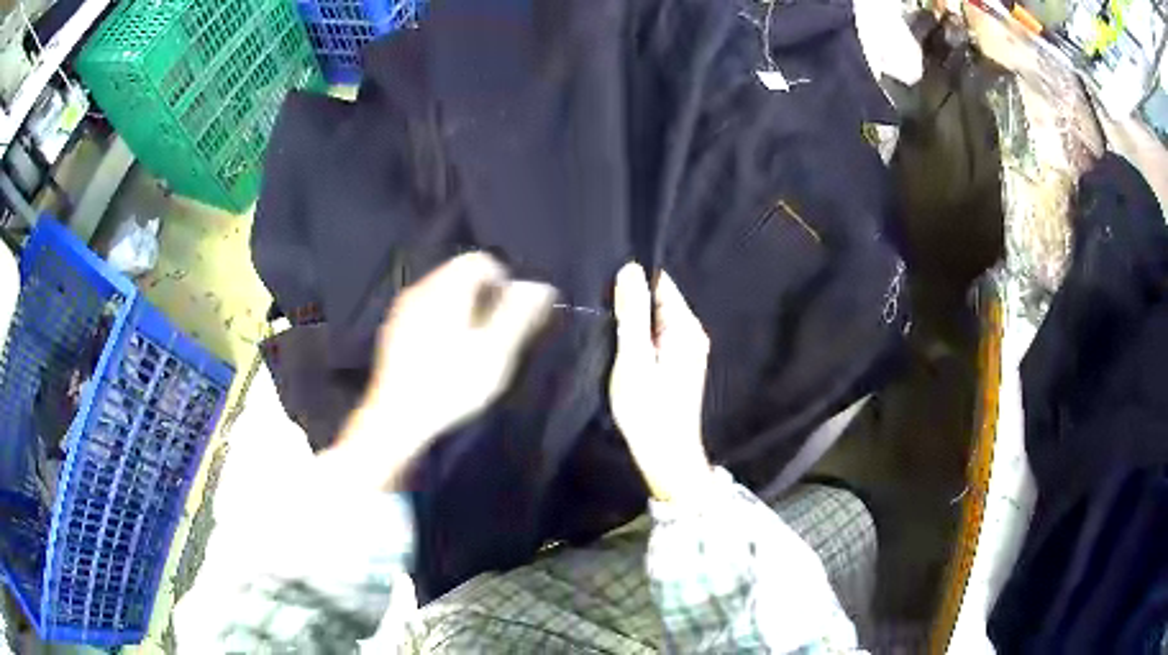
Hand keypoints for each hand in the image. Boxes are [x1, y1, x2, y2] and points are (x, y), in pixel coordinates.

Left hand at [326, 252, 555, 490]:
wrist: (397, 418)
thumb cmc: (451, 384)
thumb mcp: (496, 352)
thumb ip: (519, 315)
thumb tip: (542, 288)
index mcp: (447, 288)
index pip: (481, 261)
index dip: (503, 283)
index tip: (509, 317)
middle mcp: (421, 288)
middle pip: (460, 275)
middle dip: (483, 297)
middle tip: (494, 335)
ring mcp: (402, 309)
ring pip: (441, 294)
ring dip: (462, 310)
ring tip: (471, 348)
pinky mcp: (392, 331)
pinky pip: (424, 311)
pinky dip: (441, 322)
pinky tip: (443, 356)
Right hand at [610, 263, 713, 502]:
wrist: (666, 454)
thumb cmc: (648, 409)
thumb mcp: (634, 358)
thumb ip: (633, 313)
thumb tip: (631, 269)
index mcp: (685, 327)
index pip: (661, 283)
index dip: (634, 282)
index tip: (609, 291)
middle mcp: (692, 333)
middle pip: (659, 300)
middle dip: (633, 302)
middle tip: (605, 315)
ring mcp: (688, 349)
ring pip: (656, 319)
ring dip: (635, 321)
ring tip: (610, 331)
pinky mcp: (679, 363)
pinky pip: (658, 336)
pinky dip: (641, 338)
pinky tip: (625, 350)